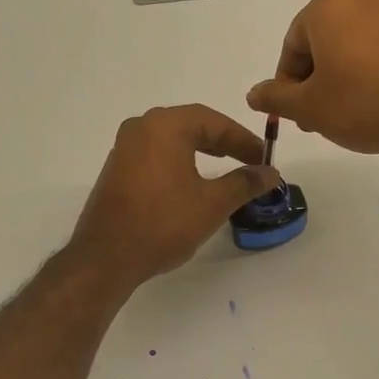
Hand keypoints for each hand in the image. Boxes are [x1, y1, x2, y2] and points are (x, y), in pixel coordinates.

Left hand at [70, 104, 280, 289]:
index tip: (264, 159)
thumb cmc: (164, 223)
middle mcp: (141, 127)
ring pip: (173, 140)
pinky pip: (157, 155)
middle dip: (224, 141)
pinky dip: (180, 162)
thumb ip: (245, 183)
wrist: (107, 257)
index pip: (214, 121)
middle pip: (192, 125)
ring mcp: (124, 148)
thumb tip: (270, 173)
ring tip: (226, 168)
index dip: (244, 139)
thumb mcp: (213, 203)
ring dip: (202, 151)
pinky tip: (192, 182)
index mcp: (165, 126)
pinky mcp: (117, 170)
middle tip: (250, 161)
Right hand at [246, 0, 378, 154]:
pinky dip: (369, 74)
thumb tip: (253, 94)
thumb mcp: (309, 107)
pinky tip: (374, 104)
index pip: (292, 47)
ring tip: (346, 115)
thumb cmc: (362, 106)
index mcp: (328, 8)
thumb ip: (275, 98)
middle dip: (314, 82)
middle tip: (317, 118)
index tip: (295, 114)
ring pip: (350, 48)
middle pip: (321, 44)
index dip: (287, 84)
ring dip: (340, 79)